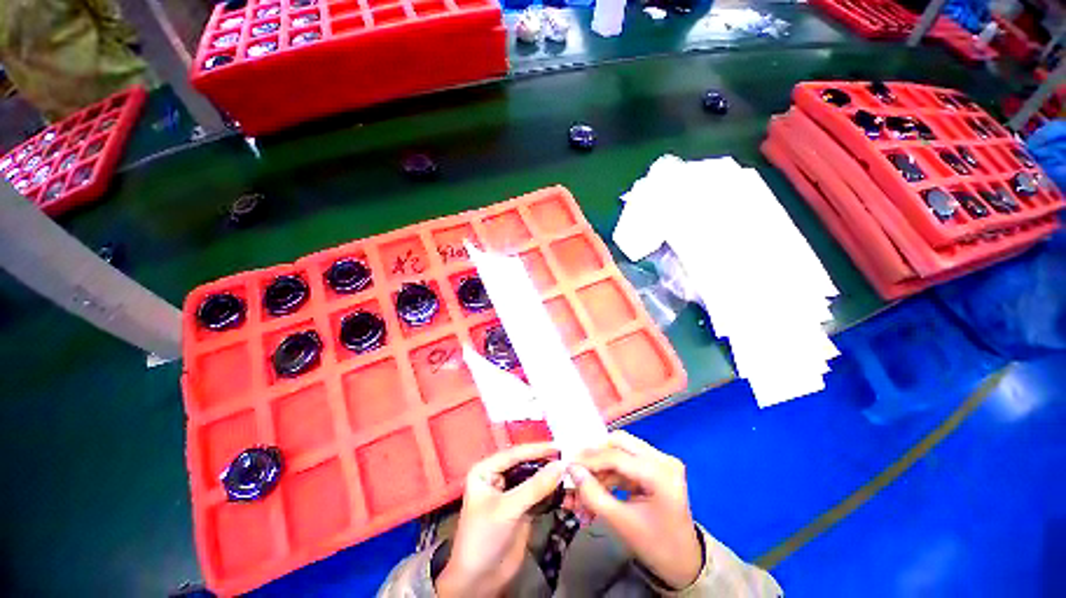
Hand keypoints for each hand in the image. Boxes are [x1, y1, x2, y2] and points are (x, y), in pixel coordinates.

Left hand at [436, 443, 564, 597]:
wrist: (479, 581)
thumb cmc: (484, 538)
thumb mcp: (508, 508)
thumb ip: (535, 486)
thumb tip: (561, 465)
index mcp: (485, 470)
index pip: (514, 453)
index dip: (536, 449)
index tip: (558, 446)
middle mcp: (497, 477)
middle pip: (524, 463)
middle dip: (544, 461)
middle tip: (567, 457)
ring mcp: (510, 493)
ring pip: (532, 478)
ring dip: (549, 476)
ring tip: (569, 469)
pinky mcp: (521, 508)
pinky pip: (538, 493)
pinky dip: (550, 491)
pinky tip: (564, 486)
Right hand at [569, 431, 702, 589]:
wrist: (684, 562)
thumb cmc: (657, 546)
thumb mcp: (621, 524)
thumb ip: (593, 495)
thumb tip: (573, 470)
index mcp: (661, 474)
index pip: (617, 456)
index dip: (590, 459)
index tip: (569, 464)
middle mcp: (663, 459)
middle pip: (620, 442)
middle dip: (596, 456)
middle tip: (578, 469)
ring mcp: (661, 461)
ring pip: (621, 450)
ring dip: (601, 467)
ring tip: (585, 486)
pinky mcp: (655, 466)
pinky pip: (626, 462)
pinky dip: (610, 473)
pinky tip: (598, 487)